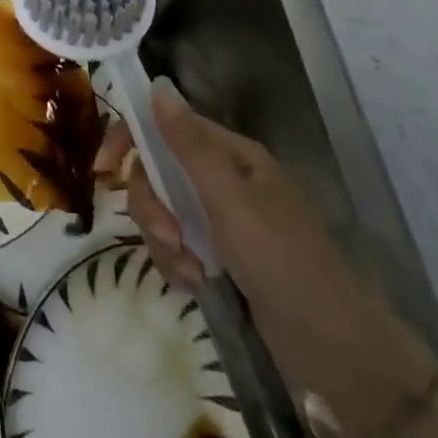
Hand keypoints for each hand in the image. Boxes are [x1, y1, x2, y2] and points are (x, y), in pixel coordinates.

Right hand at [96, 78, 341, 297]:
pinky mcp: (218, 259)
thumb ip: (189, 144)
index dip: (130, 140)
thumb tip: (158, 85)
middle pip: (157, 174)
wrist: (333, 351)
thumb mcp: (230, 199)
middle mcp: (222, 181)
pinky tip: (196, 287)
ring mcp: (220, 222)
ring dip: (165, 243)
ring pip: (162, 214)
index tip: (104, 170)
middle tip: (171, 237)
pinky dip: (177, 266)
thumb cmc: (283, 261)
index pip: (165, 128)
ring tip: (192, 273)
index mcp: (231, 155)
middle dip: (153, 207)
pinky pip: (175, 249)